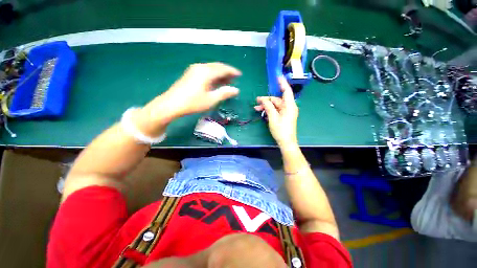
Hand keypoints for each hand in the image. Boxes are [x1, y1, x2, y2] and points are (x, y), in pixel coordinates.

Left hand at [135, 63, 240, 135]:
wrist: (172, 104)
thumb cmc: (193, 103)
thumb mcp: (211, 99)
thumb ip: (224, 93)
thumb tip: (236, 90)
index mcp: (206, 72)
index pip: (223, 69)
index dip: (232, 71)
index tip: (239, 75)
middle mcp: (200, 67)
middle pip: (217, 67)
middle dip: (227, 72)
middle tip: (234, 79)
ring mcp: (194, 70)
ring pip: (211, 69)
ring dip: (220, 74)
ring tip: (227, 81)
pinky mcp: (190, 74)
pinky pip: (205, 72)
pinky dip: (213, 76)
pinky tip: (215, 82)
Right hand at [254, 77, 297, 146]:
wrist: (286, 142)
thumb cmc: (281, 130)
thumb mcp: (273, 117)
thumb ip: (268, 107)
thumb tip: (263, 99)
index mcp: (289, 106)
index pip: (286, 91)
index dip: (282, 83)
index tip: (277, 76)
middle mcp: (289, 107)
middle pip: (277, 99)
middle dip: (267, 100)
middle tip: (257, 101)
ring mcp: (286, 112)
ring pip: (275, 105)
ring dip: (266, 106)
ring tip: (256, 108)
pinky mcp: (283, 116)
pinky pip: (276, 110)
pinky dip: (269, 110)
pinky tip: (262, 112)